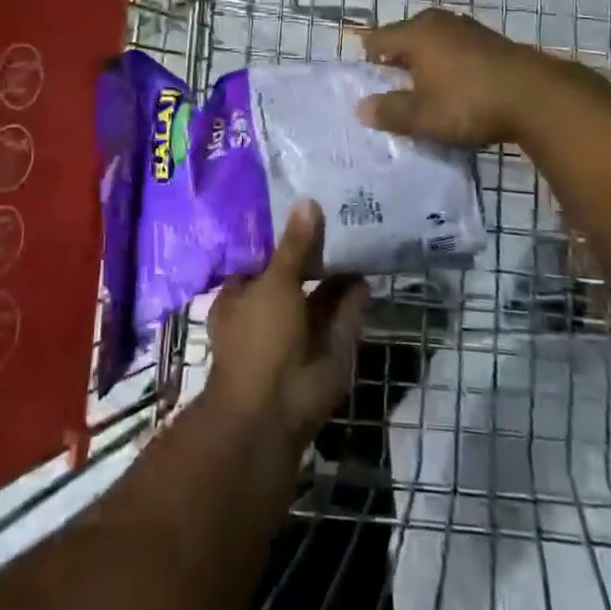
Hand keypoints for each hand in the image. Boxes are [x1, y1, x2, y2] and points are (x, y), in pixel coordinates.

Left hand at [206, 203, 369, 447]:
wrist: (276, 408)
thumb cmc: (259, 336)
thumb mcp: (274, 282)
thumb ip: (295, 246)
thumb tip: (307, 202)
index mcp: (242, 296)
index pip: (262, 258)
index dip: (282, 236)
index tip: (305, 207)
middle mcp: (270, 311)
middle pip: (295, 274)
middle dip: (316, 253)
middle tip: (341, 215)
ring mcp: (301, 331)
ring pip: (322, 295)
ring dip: (339, 273)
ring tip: (360, 236)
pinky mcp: (329, 347)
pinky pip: (344, 315)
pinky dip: (355, 297)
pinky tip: (368, 271)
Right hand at [356, 8, 556, 147]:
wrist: (536, 97)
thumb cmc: (468, 103)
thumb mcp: (423, 116)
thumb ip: (390, 112)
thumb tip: (362, 108)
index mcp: (415, 34)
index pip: (377, 40)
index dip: (367, 61)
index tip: (370, 84)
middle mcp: (438, 22)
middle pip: (405, 36)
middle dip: (397, 60)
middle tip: (395, 88)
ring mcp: (467, 28)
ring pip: (433, 41)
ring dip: (426, 62)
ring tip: (426, 90)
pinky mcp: (491, 40)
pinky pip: (456, 48)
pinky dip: (449, 63)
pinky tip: (457, 86)